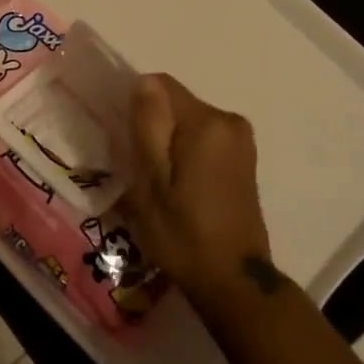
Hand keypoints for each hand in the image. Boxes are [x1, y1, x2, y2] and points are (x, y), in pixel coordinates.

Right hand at [122, 74, 277, 304]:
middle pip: (174, 102)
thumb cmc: (182, 233)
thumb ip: (147, 126)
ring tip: (153, 178)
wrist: (233, 281)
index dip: (134, 103)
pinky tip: (175, 183)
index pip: (159, 85)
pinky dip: (183, 150)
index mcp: (207, 122)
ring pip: (186, 121)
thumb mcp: (150, 181)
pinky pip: (202, 137)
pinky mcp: (243, 158)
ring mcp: (240, 140)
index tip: (120, 135)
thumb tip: (142, 82)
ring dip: (166, 139)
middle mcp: (229, 121)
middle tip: (134, 164)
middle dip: (150, 124)